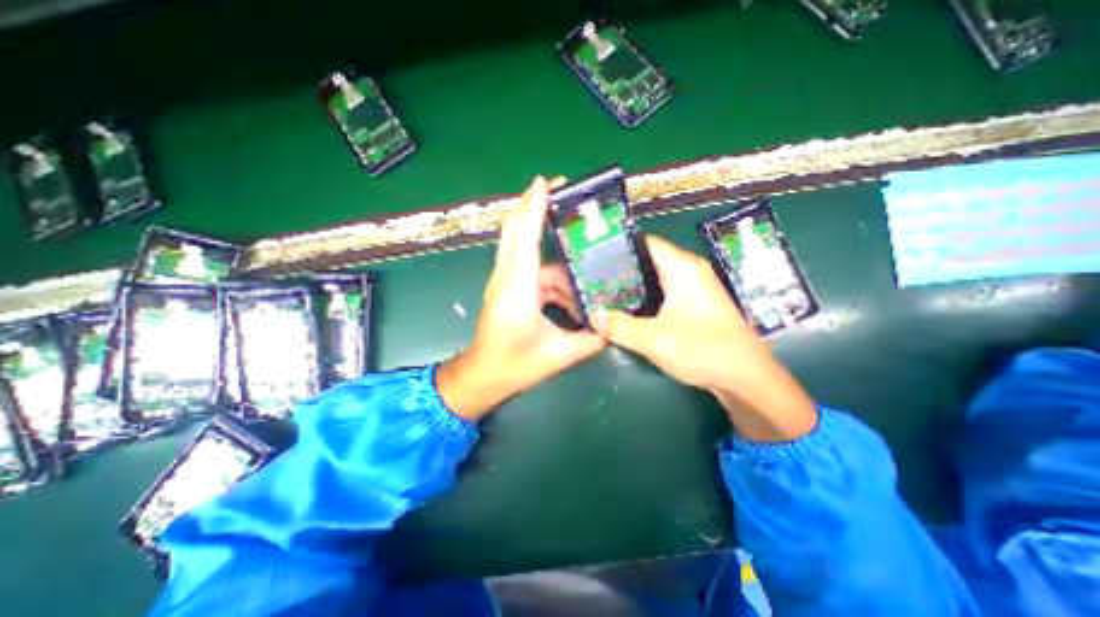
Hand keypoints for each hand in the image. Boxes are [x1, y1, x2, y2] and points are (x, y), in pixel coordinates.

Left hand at [438, 175, 604, 420]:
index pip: (525, 239)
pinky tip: (570, 293)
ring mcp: (504, 281)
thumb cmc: (515, 366)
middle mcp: (506, 278)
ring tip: (581, 260)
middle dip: (532, 204)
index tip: (544, 182)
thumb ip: (592, 338)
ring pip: (525, 250)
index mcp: (517, 289)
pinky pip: (531, 270)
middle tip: (558, 188)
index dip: (534, 208)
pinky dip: (551, 275)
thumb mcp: (560, 354)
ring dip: (552, 253)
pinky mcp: (506, 288)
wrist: (483, 377)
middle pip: (515, 230)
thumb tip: (615, 325)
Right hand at [594, 234, 815, 440]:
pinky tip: (627, 310)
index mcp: (682, 268)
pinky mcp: (694, 304)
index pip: (644, 243)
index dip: (618, 248)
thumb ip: (620, 326)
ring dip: (631, 286)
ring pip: (655, 277)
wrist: (747, 378)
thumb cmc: (704, 351)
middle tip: (593, 280)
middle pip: (648, 260)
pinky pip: (662, 292)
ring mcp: (694, 287)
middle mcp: (689, 271)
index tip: (593, 258)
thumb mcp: (654, 339)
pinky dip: (644, 297)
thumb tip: (593, 316)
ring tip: (603, 294)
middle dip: (620, 270)